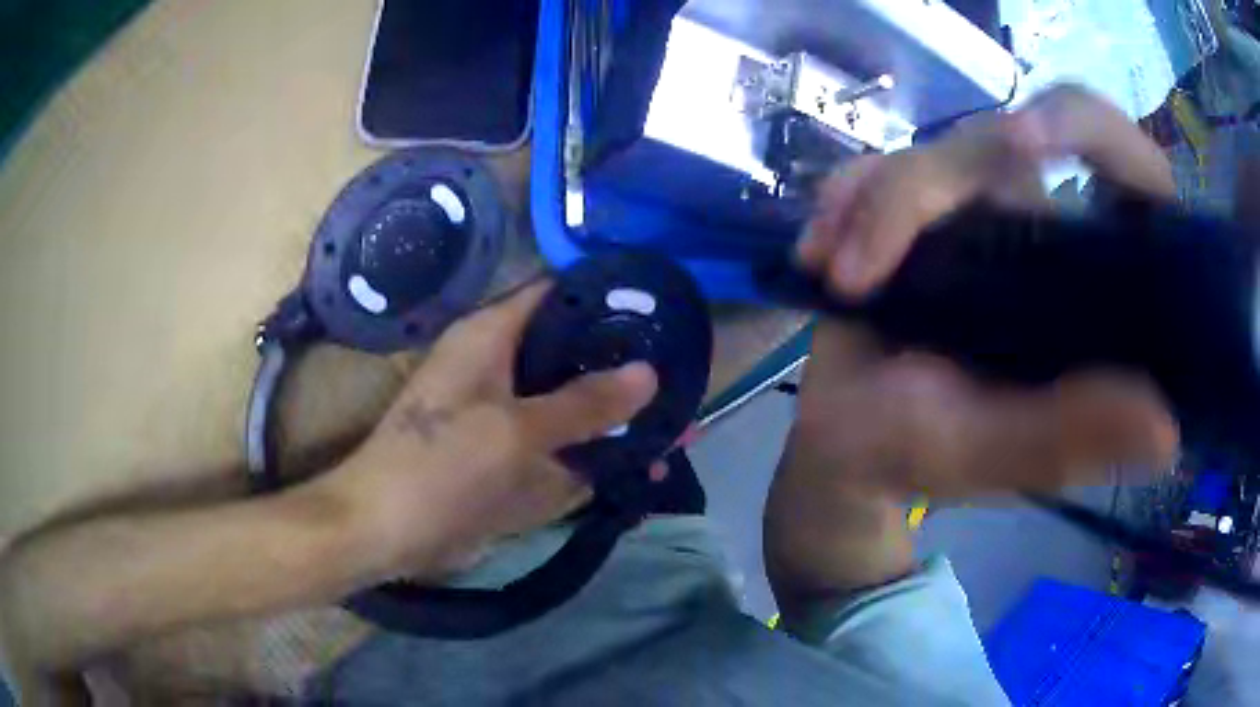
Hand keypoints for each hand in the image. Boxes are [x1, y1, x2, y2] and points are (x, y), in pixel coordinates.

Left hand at [316, 282, 656, 582]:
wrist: (384, 530)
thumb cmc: (439, 467)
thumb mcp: (514, 431)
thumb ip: (583, 403)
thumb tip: (649, 373)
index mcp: (490, 336)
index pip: (556, 294)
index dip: (606, 296)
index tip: (661, 310)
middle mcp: (500, 365)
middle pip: (570, 350)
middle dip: (621, 364)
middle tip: (682, 371)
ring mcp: (505, 413)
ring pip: (570, 401)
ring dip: (613, 414)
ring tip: (677, 419)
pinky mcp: (508, 454)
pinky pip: (561, 444)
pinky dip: (595, 453)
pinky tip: (640, 466)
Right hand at [791, 85, 1179, 498]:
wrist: (845, 445)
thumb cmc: (922, 457)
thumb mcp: (996, 455)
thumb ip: (1069, 437)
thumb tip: (1167, 430)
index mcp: (1092, 289)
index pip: (1128, 171)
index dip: (1094, 133)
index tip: (1028, 142)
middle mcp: (1048, 234)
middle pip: (1002, 145)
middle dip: (923, 191)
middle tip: (865, 259)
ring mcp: (981, 212)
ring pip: (932, 155)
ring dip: (871, 209)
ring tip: (836, 282)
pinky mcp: (922, 208)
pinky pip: (881, 166)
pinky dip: (843, 200)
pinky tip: (818, 256)